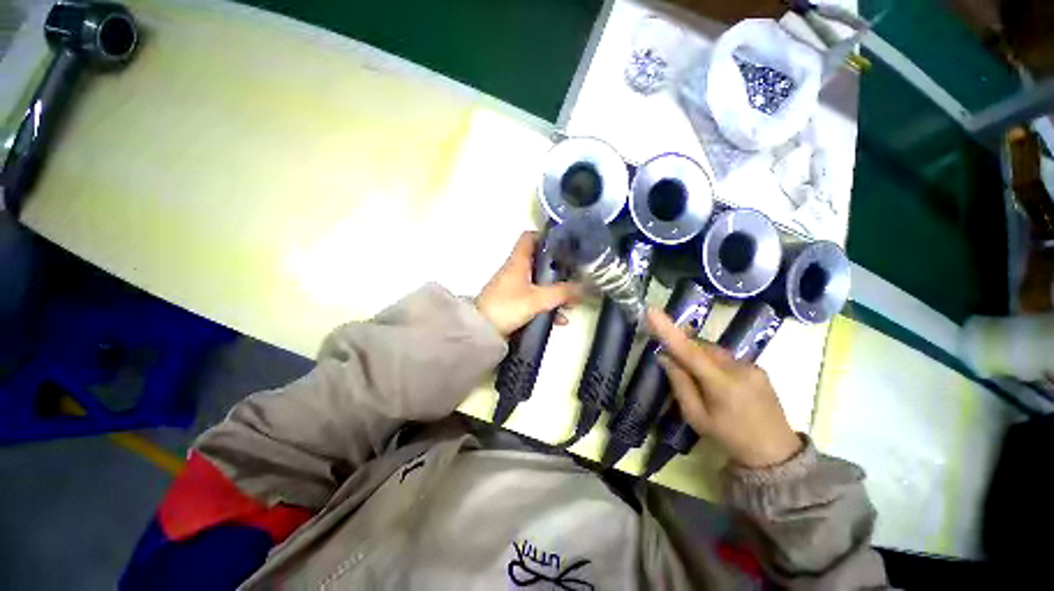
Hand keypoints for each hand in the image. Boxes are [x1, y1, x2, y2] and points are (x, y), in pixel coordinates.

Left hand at [476, 231, 579, 337]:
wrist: (481, 331)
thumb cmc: (508, 307)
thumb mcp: (538, 299)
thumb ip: (562, 293)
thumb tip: (585, 288)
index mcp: (518, 262)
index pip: (529, 238)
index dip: (546, 236)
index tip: (564, 244)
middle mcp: (515, 271)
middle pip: (539, 261)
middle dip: (558, 269)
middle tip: (575, 276)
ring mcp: (513, 287)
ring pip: (538, 282)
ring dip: (555, 291)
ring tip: (572, 302)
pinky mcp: (513, 302)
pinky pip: (534, 299)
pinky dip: (547, 305)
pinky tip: (559, 319)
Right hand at [648, 308, 801, 468]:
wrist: (776, 452)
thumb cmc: (729, 437)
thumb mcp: (696, 417)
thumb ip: (679, 384)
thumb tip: (665, 357)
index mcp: (721, 384)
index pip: (689, 351)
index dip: (669, 330)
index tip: (652, 311)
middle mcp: (738, 367)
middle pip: (700, 347)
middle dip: (683, 349)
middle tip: (671, 361)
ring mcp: (751, 365)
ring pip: (713, 350)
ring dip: (698, 356)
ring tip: (698, 379)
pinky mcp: (758, 367)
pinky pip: (726, 356)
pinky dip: (713, 361)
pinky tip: (717, 381)